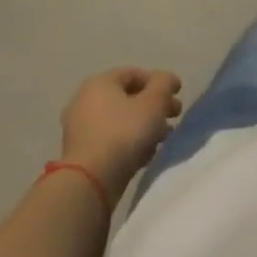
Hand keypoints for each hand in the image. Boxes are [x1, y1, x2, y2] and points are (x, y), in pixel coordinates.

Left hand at [59, 68, 183, 198]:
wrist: (90, 182)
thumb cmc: (124, 133)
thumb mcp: (153, 103)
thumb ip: (164, 84)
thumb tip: (168, 79)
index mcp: (100, 83)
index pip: (134, 73)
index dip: (159, 82)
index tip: (177, 95)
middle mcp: (85, 100)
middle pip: (128, 97)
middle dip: (154, 106)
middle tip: (174, 116)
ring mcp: (80, 128)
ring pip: (120, 120)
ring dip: (144, 126)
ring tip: (163, 138)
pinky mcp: (81, 153)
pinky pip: (111, 139)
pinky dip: (129, 142)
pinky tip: (145, 155)